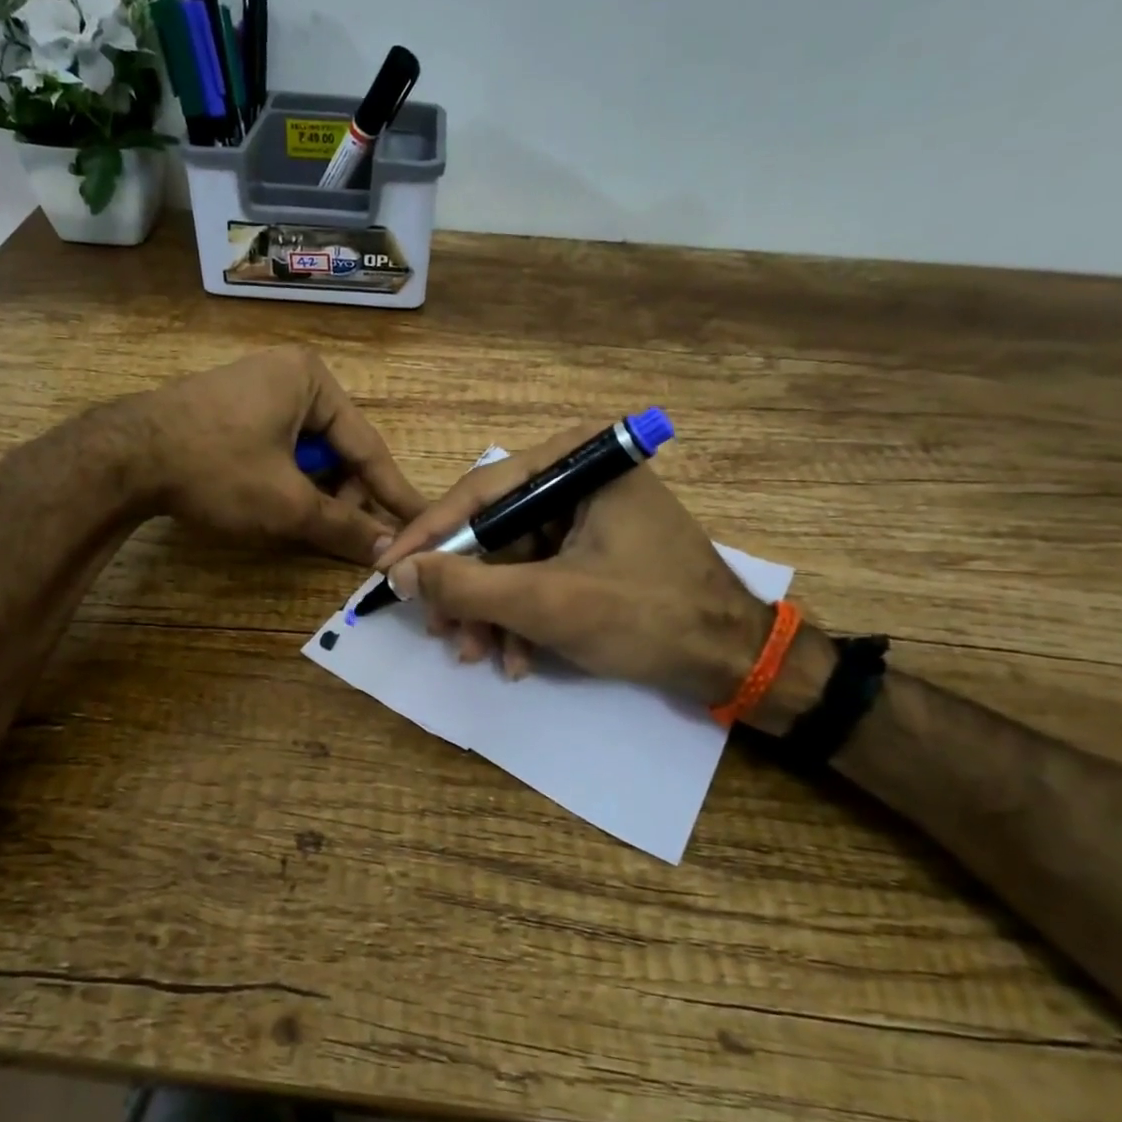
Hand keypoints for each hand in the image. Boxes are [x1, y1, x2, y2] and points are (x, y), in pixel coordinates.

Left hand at [123, 347, 426, 562]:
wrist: (122, 457)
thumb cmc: (216, 468)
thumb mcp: (287, 503)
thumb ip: (344, 526)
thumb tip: (390, 550)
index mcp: (312, 380)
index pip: (368, 447)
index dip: (395, 493)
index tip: (423, 521)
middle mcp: (289, 375)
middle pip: (337, 449)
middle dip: (344, 496)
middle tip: (348, 539)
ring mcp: (255, 389)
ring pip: (306, 453)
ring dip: (314, 492)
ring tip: (308, 527)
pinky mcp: (230, 410)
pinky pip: (277, 449)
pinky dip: (286, 481)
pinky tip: (278, 508)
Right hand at [375, 427, 790, 707]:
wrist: (734, 660)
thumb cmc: (646, 616)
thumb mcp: (547, 602)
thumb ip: (467, 585)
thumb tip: (399, 572)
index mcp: (578, 461)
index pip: (480, 492)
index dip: (428, 535)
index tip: (387, 568)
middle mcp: (579, 476)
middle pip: (494, 530)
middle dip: (466, 589)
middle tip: (438, 631)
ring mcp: (588, 513)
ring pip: (512, 560)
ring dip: (490, 613)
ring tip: (478, 656)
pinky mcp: (594, 548)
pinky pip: (538, 575)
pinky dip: (521, 617)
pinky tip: (515, 658)